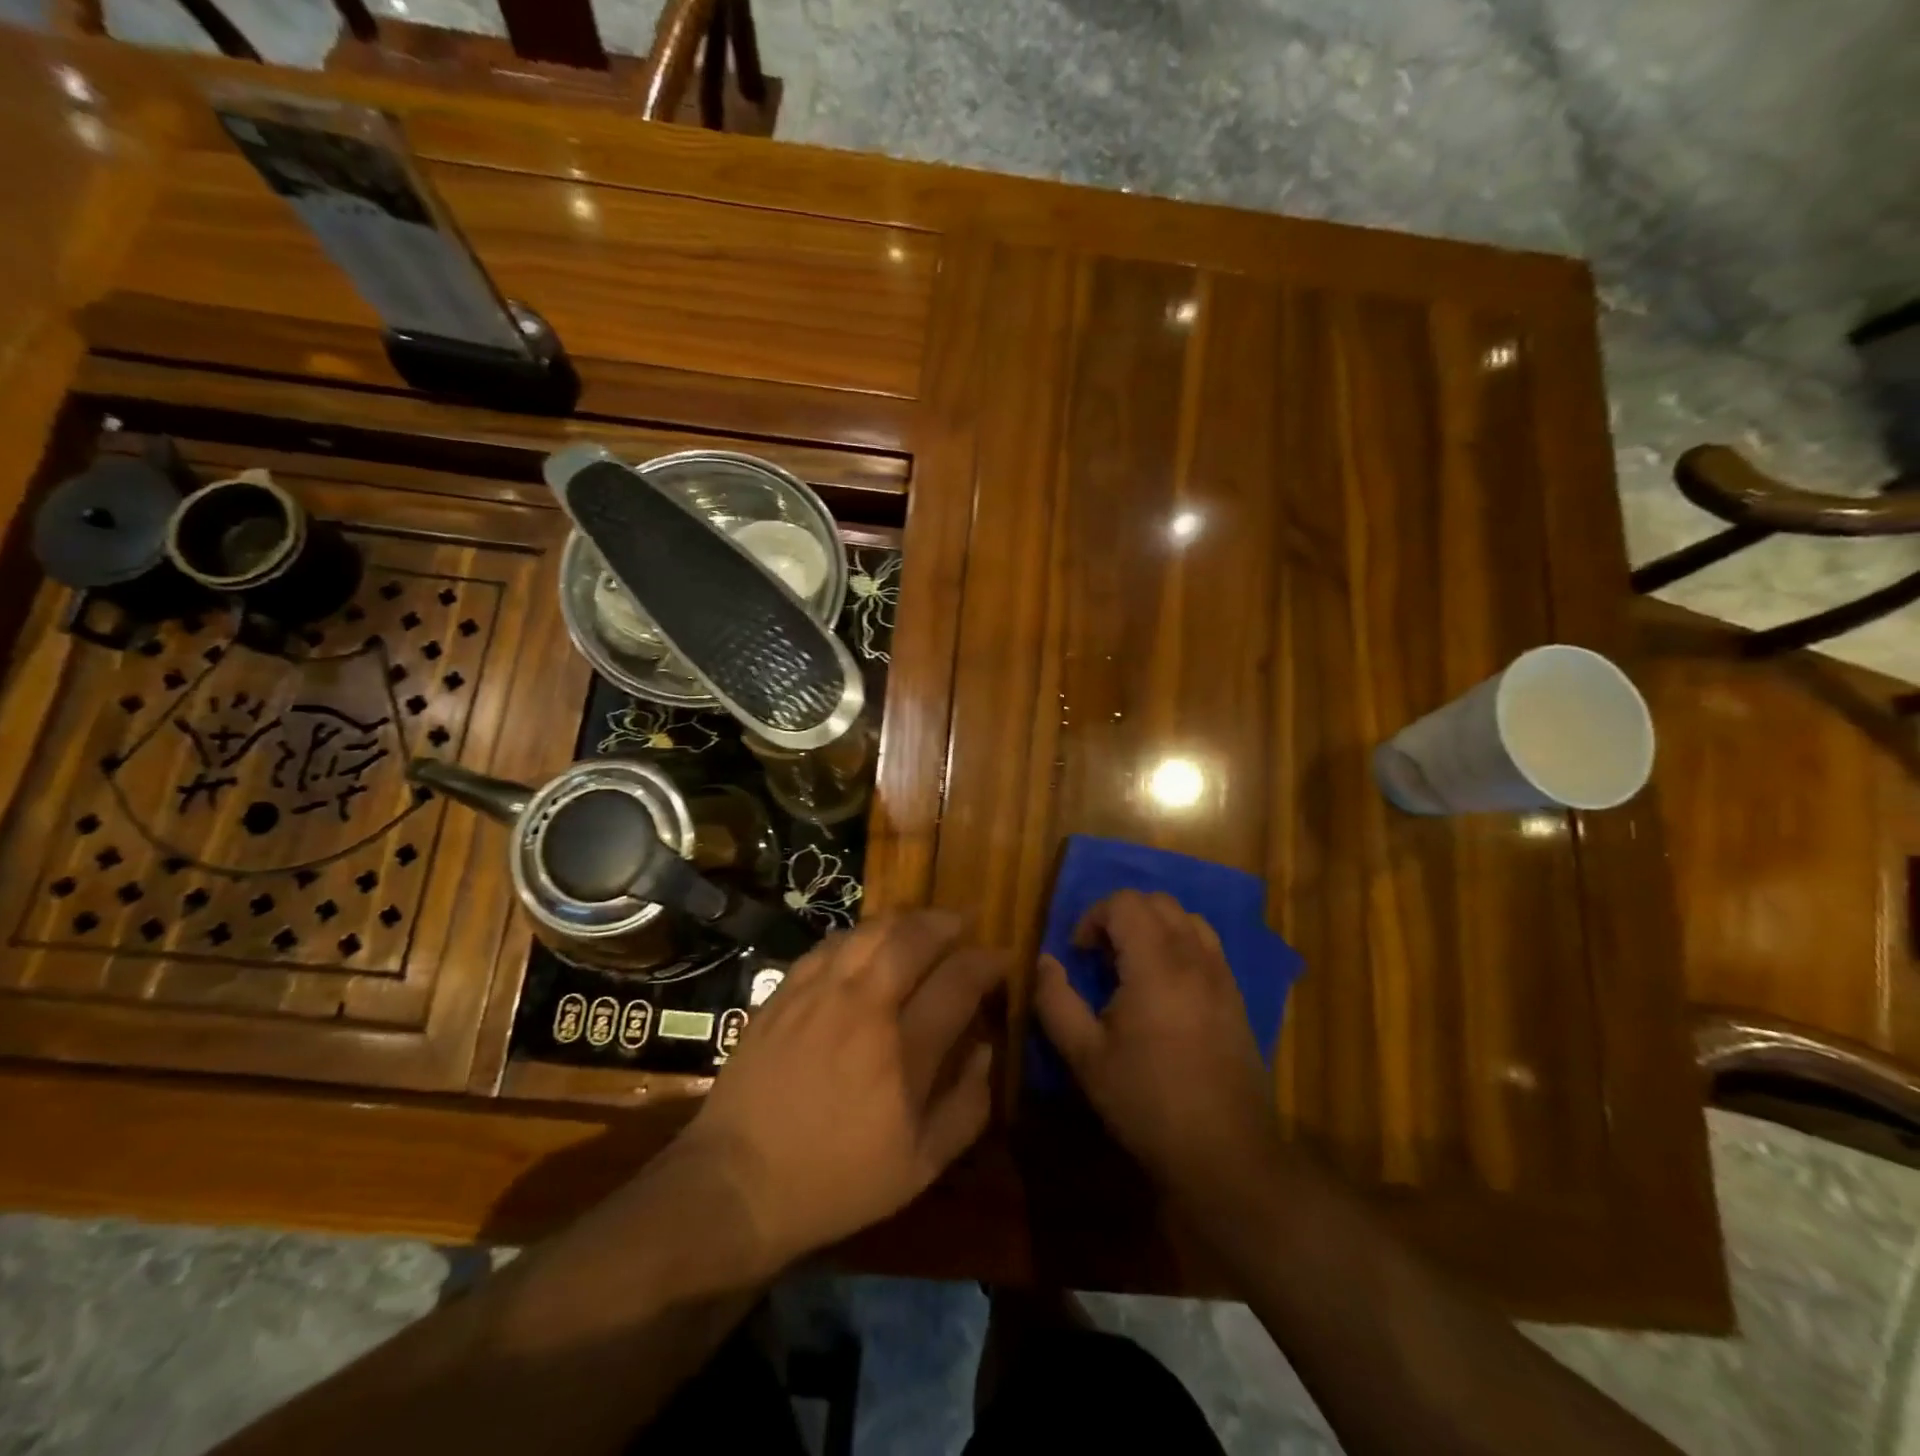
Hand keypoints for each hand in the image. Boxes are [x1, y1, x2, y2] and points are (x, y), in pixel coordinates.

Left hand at [680, 910, 1004, 1270]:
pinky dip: (860, 935)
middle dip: (947, 922)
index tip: (1002, 958)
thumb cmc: (837, 1181)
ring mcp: (818, 993)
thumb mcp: (920, 1167)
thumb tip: (988, 1049)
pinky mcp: (784, 992)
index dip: (987, 962)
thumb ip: (967, 1107)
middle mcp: (863, 1006)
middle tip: (963, 925)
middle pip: (913, 937)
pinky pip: (830, 945)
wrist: (737, 1183)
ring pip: (870, 931)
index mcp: (903, 1050)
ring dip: (905, 921)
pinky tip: (867, 945)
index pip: (958, 981)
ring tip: (921, 926)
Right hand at [1032, 889, 1283, 1212]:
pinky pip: (1208, 946)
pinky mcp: (1236, 998)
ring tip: (1134, 965)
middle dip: (1122, 915)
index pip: (1125, 902)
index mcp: (1156, 965)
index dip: (1094, 916)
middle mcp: (1194, 958)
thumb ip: (1056, 1001)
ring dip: (1154, 926)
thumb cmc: (1147, 1103)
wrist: (1225, 1154)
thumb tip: (1045, 962)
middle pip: (1158, 901)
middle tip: (1102, 956)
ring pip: (1187, 918)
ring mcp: (1221, 976)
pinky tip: (1166, 988)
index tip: (1080, 953)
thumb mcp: (1085, 1056)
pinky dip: (1181, 944)